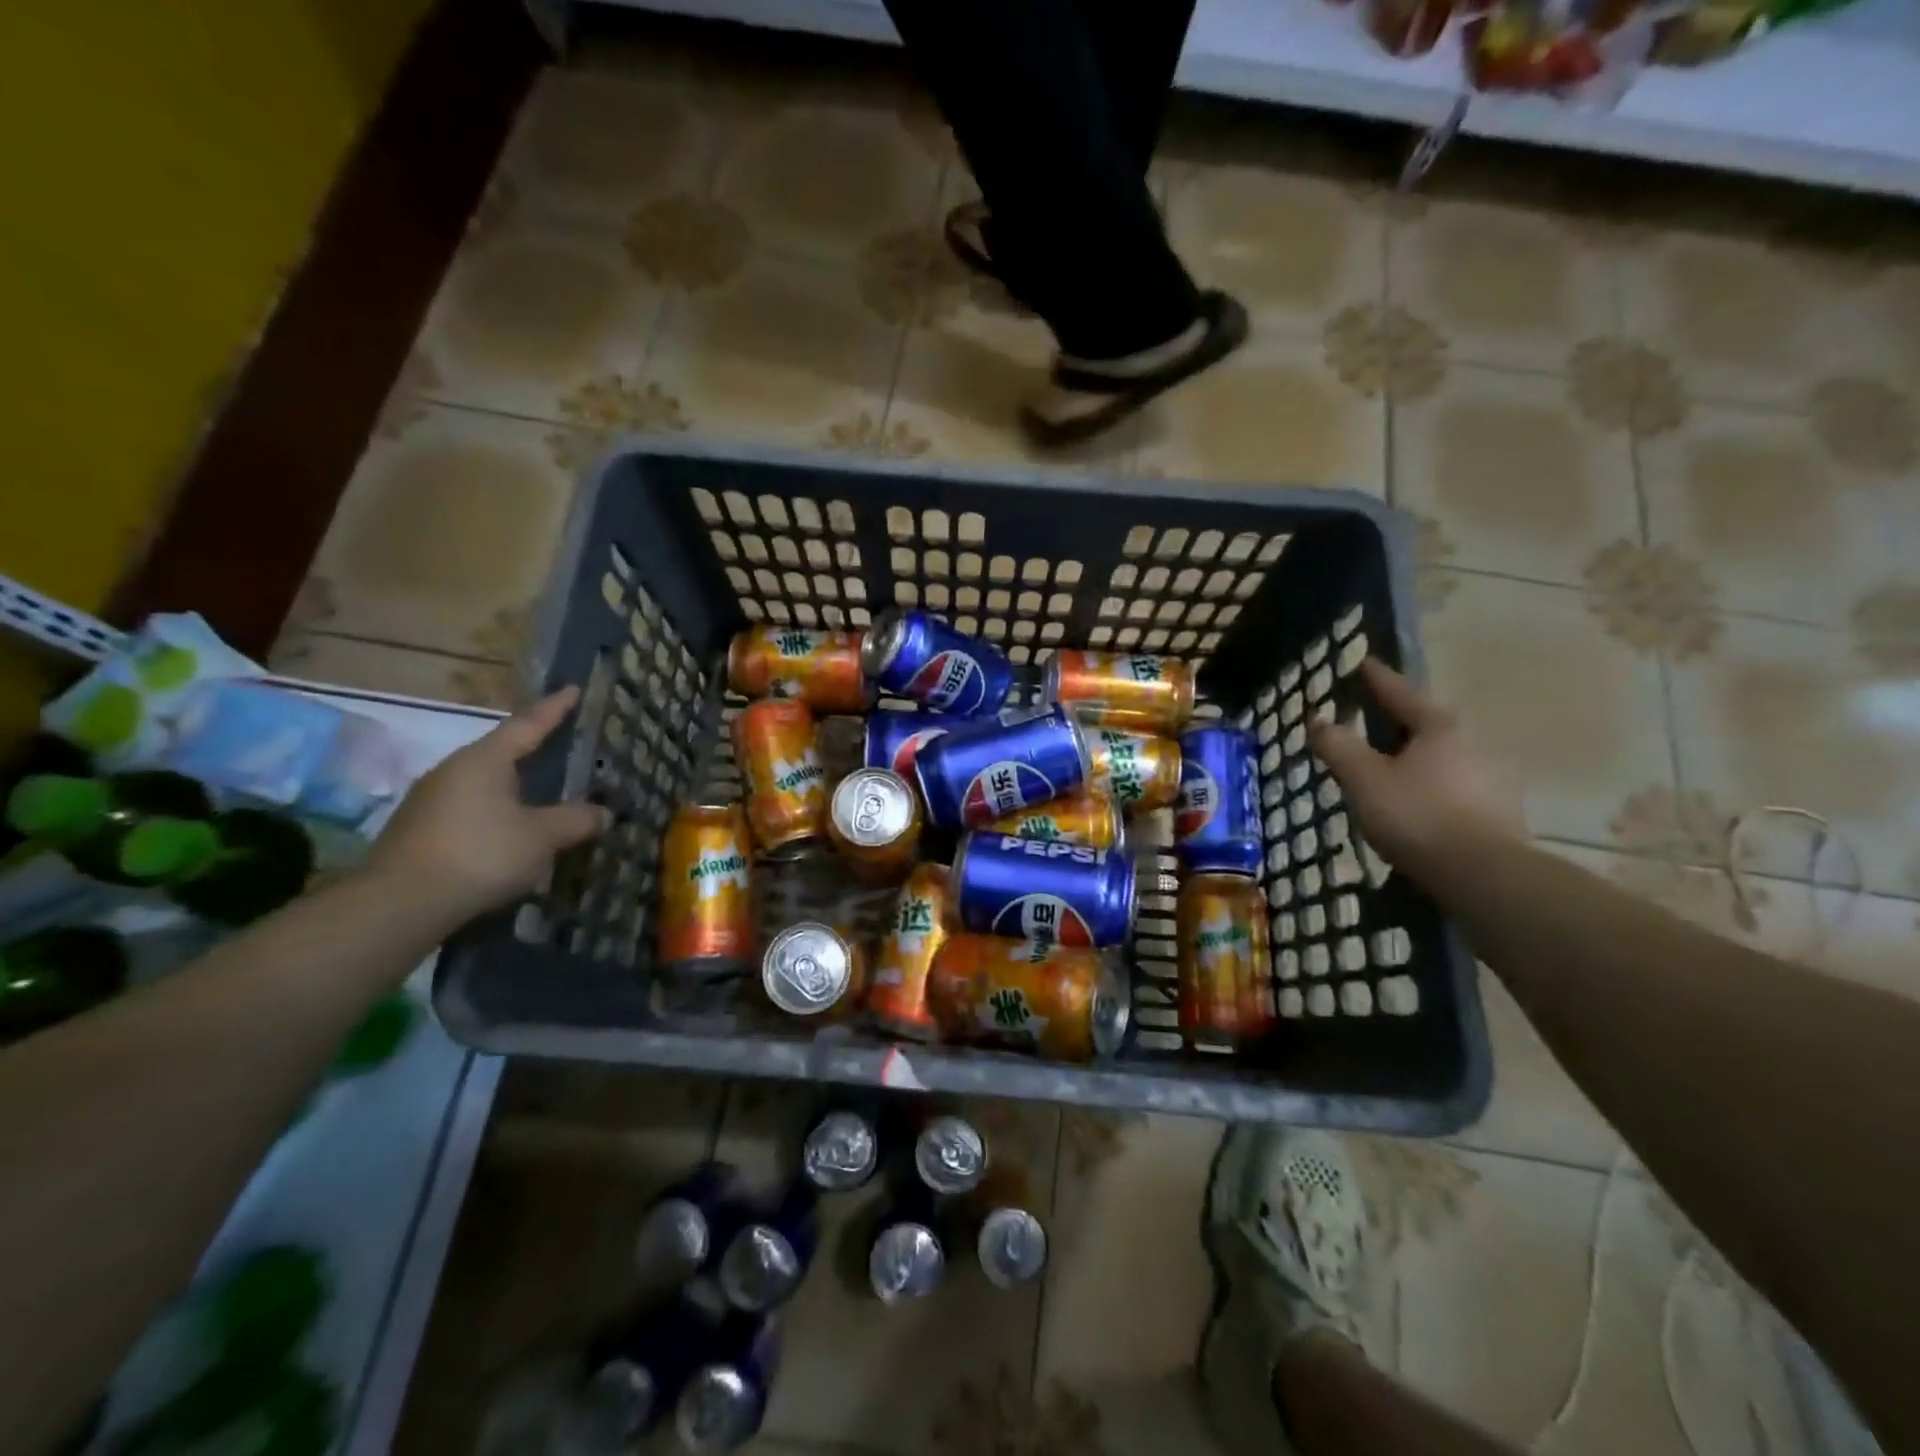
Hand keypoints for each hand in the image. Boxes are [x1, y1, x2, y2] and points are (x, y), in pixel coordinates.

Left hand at [365, 687, 609, 923]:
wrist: (399, 904)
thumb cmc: (481, 854)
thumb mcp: (543, 837)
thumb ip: (576, 820)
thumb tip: (603, 812)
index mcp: (485, 760)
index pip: (528, 724)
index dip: (554, 709)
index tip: (572, 689)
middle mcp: (454, 771)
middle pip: (502, 754)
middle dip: (532, 753)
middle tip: (561, 750)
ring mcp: (431, 801)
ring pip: (484, 786)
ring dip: (514, 791)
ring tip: (541, 801)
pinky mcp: (419, 831)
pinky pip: (470, 812)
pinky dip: (495, 817)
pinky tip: (510, 838)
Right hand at [1308, 659, 1521, 873]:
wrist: (1483, 875)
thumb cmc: (1417, 815)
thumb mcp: (1364, 779)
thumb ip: (1339, 747)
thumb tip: (1318, 720)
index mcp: (1439, 727)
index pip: (1400, 692)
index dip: (1376, 677)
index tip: (1361, 662)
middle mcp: (1471, 743)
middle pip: (1425, 722)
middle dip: (1395, 719)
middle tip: (1368, 717)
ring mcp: (1490, 778)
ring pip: (1440, 755)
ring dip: (1412, 755)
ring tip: (1385, 764)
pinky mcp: (1496, 811)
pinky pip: (1450, 784)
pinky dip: (1427, 784)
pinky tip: (1412, 801)